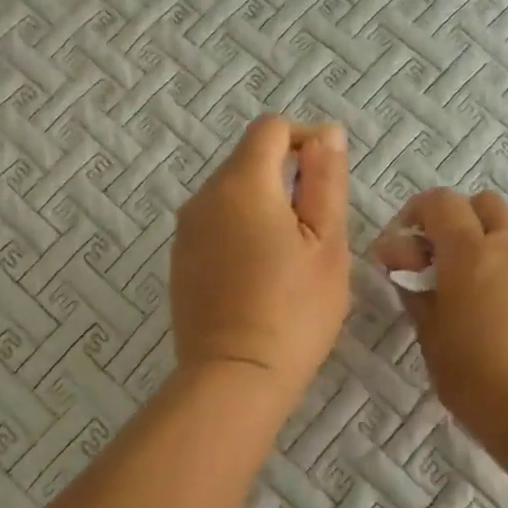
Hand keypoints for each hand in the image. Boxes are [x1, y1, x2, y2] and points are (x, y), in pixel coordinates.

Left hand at [171, 117, 349, 400]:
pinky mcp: (180, 258)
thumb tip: (326, 132)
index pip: (271, 129)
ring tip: (291, 255)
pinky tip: (260, 273)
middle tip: (317, 229)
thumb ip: (326, 179)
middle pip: (250, 159)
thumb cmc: (294, 309)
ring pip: (233, 192)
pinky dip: (241, 228)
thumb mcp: (327, 241)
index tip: (327, 180)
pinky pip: (216, 222)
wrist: (234, 378)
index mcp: (242, 183)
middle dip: (287, 177)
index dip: (305, 140)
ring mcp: (186, 229)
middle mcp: (204, 196)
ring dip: (265, 204)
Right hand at [372, 189, 507, 451]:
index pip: (441, 202)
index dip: (418, 211)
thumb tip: (401, 263)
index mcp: (470, 253)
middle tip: (444, 258)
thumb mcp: (430, 336)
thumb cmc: (475, 378)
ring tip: (479, 301)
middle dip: (460, 219)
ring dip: (489, 254)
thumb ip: (414, 290)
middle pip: (485, 205)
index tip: (405, 242)